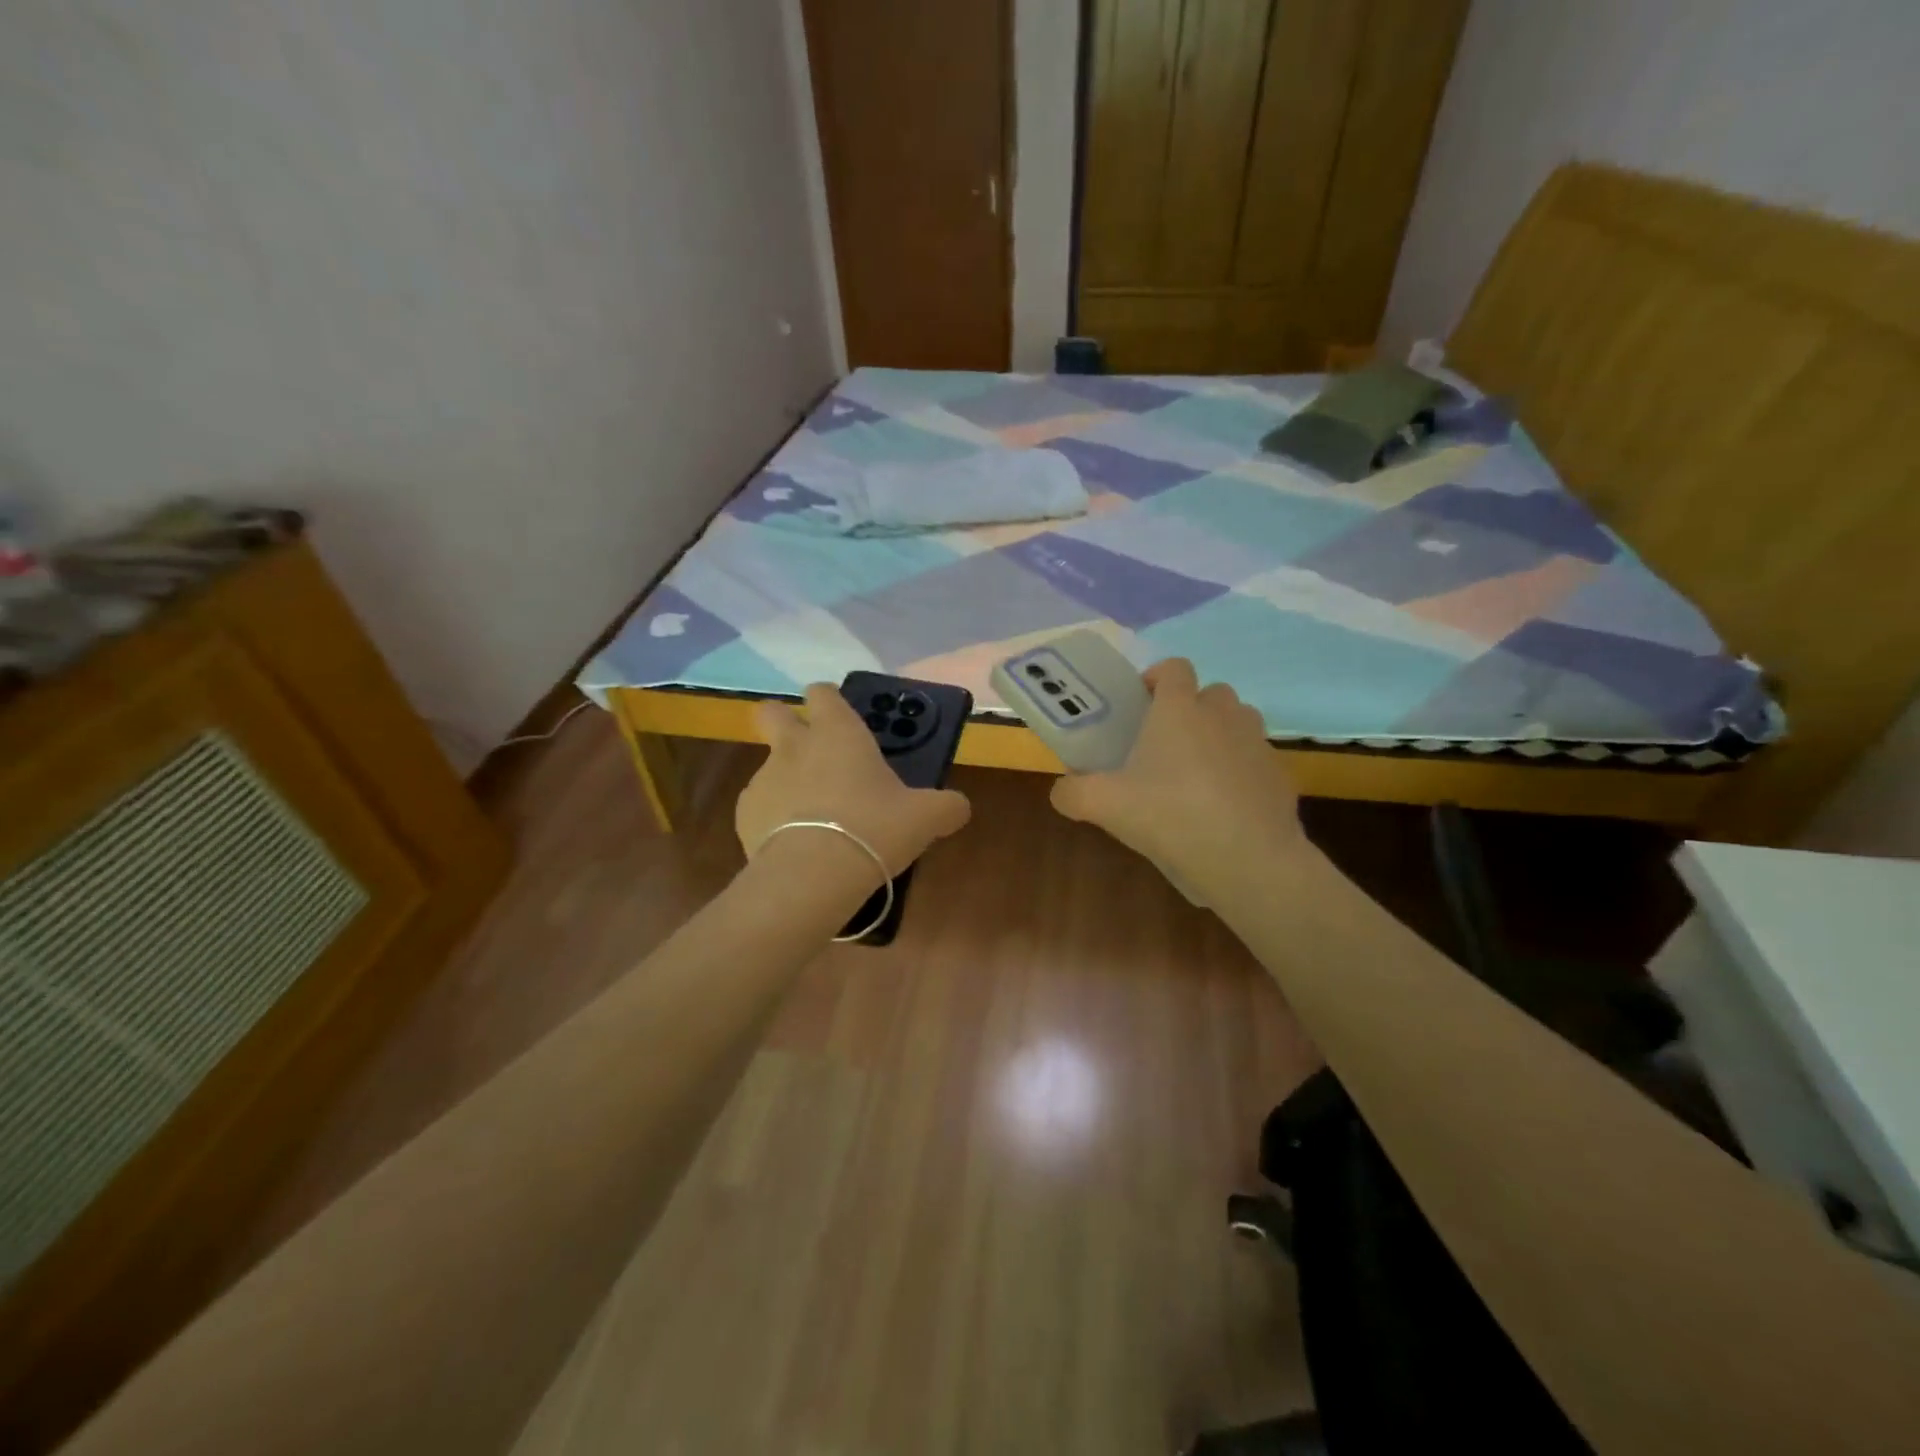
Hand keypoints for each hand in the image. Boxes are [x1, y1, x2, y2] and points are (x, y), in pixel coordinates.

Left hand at [738, 683, 971, 876]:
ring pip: (770, 765)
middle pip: (772, 712)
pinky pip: (761, 806)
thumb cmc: (874, 829)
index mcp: (838, 732)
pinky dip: (775, 818)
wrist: (812, 876)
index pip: (823, 692)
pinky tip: (796, 844)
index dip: (830, 701)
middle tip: (811, 750)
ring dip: (788, 780)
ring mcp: (764, 778)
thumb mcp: (926, 817)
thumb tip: (958, 806)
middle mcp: (795, 745)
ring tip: (814, 818)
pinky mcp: (744, 814)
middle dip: (785, 721)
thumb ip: (947, 806)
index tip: (841, 718)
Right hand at [1049, 659, 1303, 891]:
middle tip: (1164, 744)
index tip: (1140, 703)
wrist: (1249, 860)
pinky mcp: (1280, 776)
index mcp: (1179, 710)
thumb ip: (1073, 793)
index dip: (1156, 678)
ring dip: (1219, 735)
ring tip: (1196, 774)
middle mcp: (1223, 715)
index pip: (1174, 668)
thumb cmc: (1171, 817)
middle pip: (1210, 692)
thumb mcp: (1105, 806)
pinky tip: (1224, 808)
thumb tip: (1062, 791)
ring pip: (1239, 722)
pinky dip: (1241, 772)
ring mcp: (1258, 744)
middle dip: (1190, 708)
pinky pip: (1256, 761)